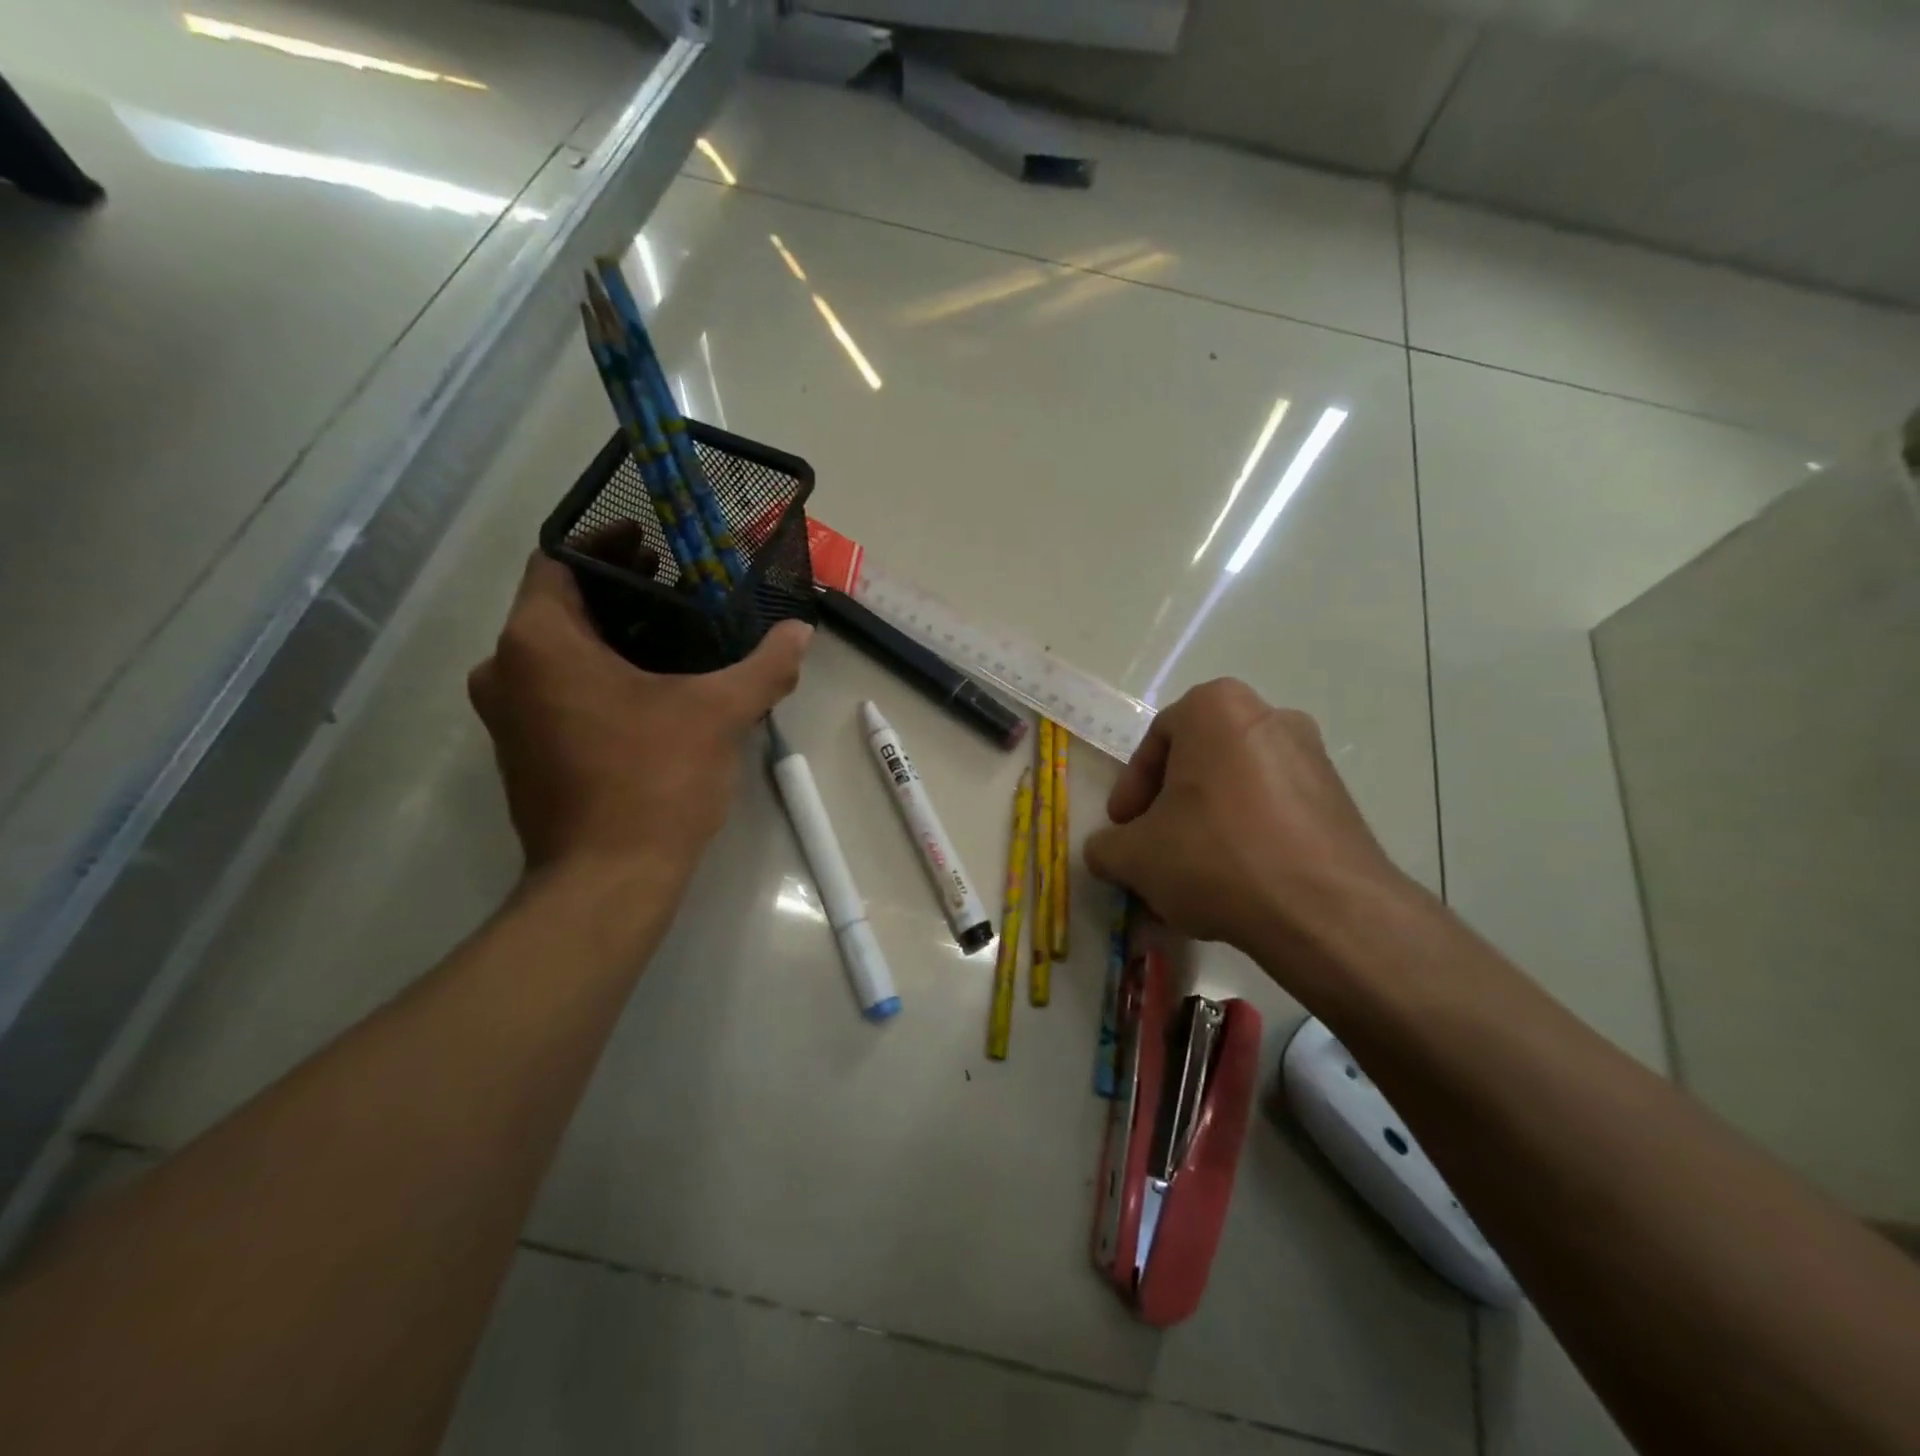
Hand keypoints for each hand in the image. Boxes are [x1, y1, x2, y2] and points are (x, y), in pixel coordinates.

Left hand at [469, 549, 811, 879]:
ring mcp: (508, 715)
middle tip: (677, 585)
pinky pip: (555, 688)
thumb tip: (801, 632)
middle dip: (617, 591)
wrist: (607, 881)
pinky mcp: (523, 750)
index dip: (607, 544)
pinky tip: (650, 685)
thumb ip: (763, 666)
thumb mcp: (719, 714)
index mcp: (539, 643)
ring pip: (555, 650)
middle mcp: (506, 670)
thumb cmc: (654, 781)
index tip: (655, 544)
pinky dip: (595, 672)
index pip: (559, 561)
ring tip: (672, 632)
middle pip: (558, 604)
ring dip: (607, 634)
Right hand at [1084, 679, 1409, 961]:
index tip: (1123, 829)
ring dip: (1208, 821)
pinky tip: (1238, 880)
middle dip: (1170, 805)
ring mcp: (1313, 755)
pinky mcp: (1341, 798)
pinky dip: (1249, 834)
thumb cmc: (1215, 857)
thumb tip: (1106, 850)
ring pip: (1237, 785)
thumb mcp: (1135, 856)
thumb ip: (1106, 846)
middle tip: (1153, 846)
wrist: (1325, 910)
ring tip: (1194, 871)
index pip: (1155, 743)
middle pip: (1198, 761)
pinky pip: (1275, 808)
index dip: (1131, 790)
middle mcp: (1269, 715)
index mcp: (1216, 708)